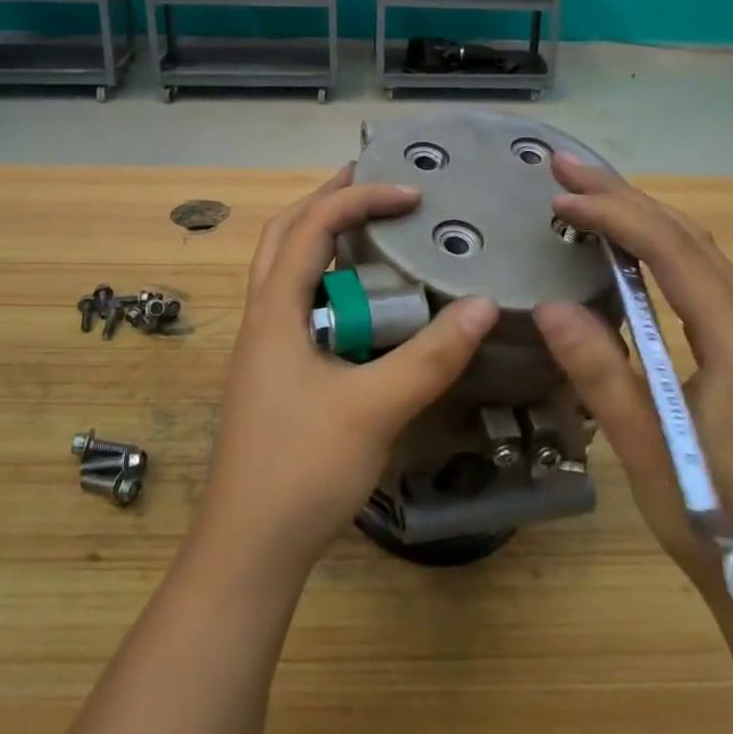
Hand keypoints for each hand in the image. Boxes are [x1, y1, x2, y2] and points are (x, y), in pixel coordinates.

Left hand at [199, 166, 499, 574]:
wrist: (248, 551)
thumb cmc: (302, 470)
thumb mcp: (374, 409)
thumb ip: (431, 357)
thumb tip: (484, 304)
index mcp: (275, 310)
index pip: (313, 226)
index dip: (360, 199)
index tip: (411, 194)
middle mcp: (262, 317)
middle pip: (285, 234)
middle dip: (326, 200)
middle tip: (371, 182)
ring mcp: (264, 347)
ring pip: (286, 269)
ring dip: (322, 238)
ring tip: (369, 228)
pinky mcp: (274, 375)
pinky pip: (299, 305)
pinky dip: (328, 283)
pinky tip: (363, 305)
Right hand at [534, 155, 732, 608]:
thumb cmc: (719, 521)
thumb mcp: (649, 450)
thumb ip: (601, 374)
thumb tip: (548, 304)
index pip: (671, 250)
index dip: (612, 215)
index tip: (558, 198)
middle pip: (687, 236)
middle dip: (624, 195)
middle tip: (565, 167)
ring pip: (697, 251)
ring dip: (642, 215)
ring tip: (589, 193)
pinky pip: (701, 276)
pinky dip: (659, 246)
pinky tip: (630, 248)